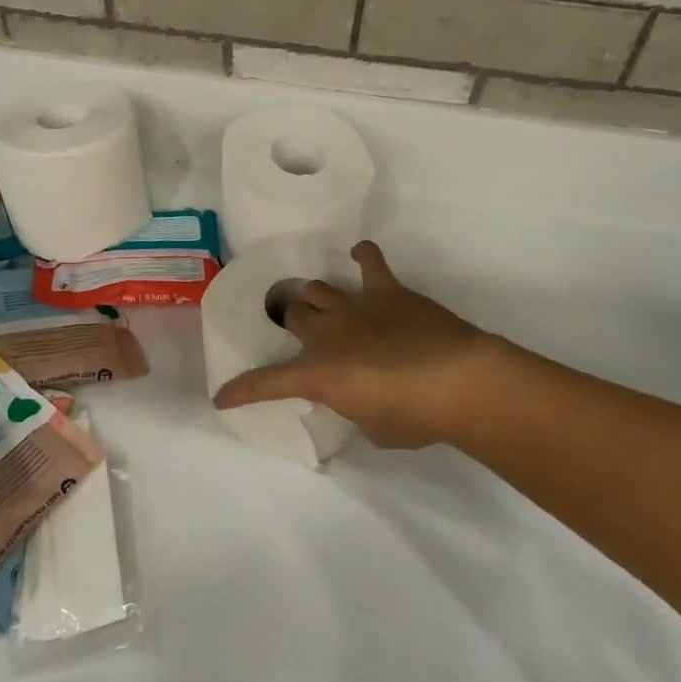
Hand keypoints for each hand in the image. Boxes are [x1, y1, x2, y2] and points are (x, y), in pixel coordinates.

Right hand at [213, 241, 516, 448]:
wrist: (458, 380)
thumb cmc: (415, 417)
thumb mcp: (373, 428)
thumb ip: (355, 408)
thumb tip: (358, 397)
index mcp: (317, 372)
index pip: (266, 382)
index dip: (241, 391)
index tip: (222, 398)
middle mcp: (326, 332)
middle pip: (292, 315)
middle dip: (291, 323)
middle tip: (301, 333)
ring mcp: (354, 305)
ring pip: (317, 289)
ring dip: (315, 297)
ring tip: (320, 303)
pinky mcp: (387, 290)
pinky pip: (369, 261)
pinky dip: (363, 255)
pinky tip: (359, 253)